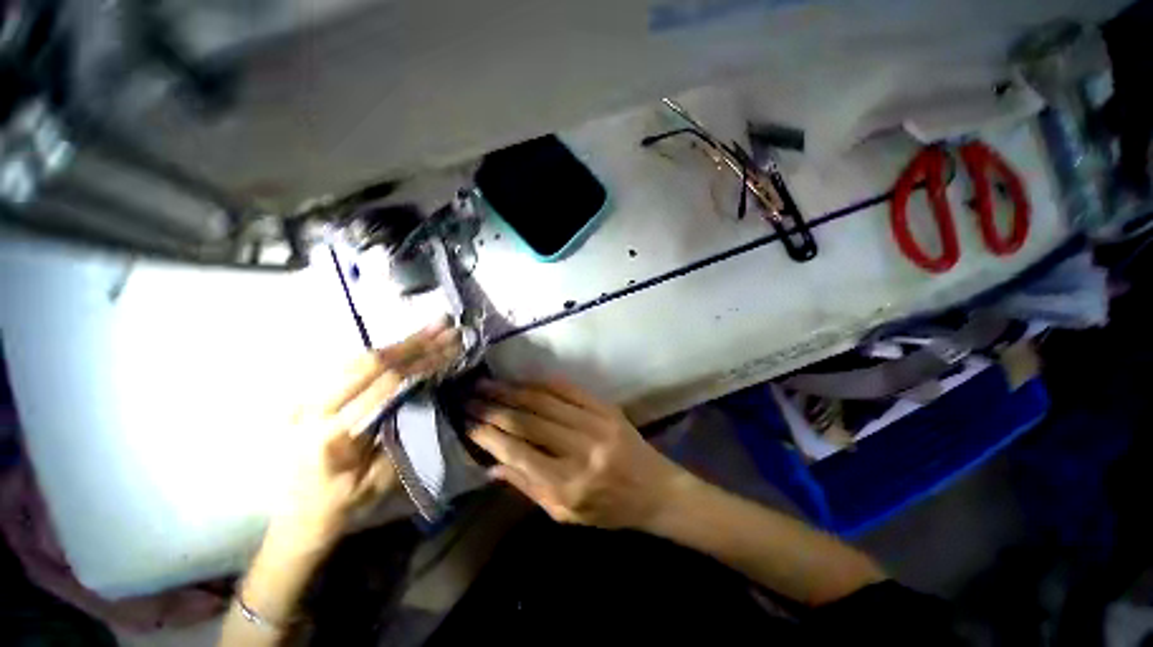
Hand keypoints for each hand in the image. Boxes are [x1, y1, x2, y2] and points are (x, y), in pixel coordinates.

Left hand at [278, 321, 461, 542]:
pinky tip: (405, 343)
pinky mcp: (308, 398)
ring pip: (357, 358)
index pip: (383, 386)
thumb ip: (398, 433)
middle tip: (444, 327)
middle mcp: (313, 410)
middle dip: (413, 343)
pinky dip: (383, 352)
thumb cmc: (343, 505)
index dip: (419, 364)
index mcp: (332, 435)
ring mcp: (306, 401)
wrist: (298, 518)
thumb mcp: (378, 480)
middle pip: (368, 363)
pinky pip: (349, 366)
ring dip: (399, 342)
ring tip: (431, 328)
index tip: (448, 350)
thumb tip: (421, 394)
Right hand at [466, 379, 685, 529]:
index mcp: (569, 485)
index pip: (519, 454)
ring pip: (544, 401)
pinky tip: (524, 379)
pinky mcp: (606, 408)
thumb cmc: (609, 510)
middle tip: (471, 398)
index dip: (490, 436)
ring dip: (513, 391)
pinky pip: (568, 389)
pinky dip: (542, 383)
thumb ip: (528, 488)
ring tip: (489, 384)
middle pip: (528, 422)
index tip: (468, 423)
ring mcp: (596, 424)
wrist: (655, 490)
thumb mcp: (566, 515)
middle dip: (495, 408)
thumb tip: (491, 465)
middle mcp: (581, 451)